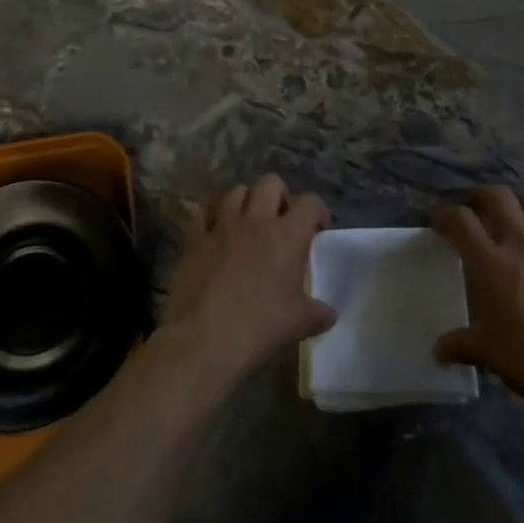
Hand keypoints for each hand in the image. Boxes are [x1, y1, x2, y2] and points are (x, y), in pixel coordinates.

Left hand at [161, 174, 335, 381]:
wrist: (202, 339)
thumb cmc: (259, 327)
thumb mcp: (298, 324)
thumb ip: (317, 313)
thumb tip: (329, 313)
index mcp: (286, 235)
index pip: (309, 202)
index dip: (317, 211)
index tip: (318, 229)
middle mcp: (255, 220)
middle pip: (270, 183)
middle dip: (281, 196)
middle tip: (283, 221)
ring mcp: (221, 226)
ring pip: (236, 192)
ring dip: (247, 202)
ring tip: (250, 225)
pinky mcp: (194, 240)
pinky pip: (204, 215)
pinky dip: (213, 220)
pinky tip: (217, 238)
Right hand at [432, 187, 523, 419]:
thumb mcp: (489, 355)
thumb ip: (461, 345)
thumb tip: (439, 350)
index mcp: (491, 264)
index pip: (460, 221)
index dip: (445, 215)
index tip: (439, 221)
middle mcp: (523, 245)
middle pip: (499, 198)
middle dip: (482, 196)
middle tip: (476, 207)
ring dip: (522, 204)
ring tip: (516, 214)